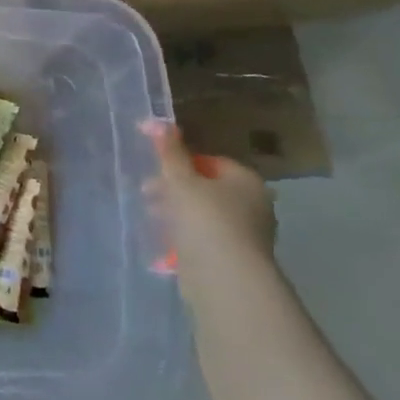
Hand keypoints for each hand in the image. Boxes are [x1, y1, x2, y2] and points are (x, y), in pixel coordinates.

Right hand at [144, 121, 276, 289]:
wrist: (224, 278)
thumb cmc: (205, 219)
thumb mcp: (181, 180)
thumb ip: (169, 152)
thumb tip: (157, 121)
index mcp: (246, 181)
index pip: (211, 162)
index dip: (180, 163)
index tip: (156, 170)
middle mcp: (253, 205)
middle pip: (206, 188)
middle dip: (174, 189)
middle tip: (146, 193)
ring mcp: (246, 235)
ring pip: (204, 215)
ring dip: (177, 213)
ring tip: (151, 217)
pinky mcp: (234, 260)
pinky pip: (205, 239)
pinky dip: (186, 237)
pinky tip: (165, 243)